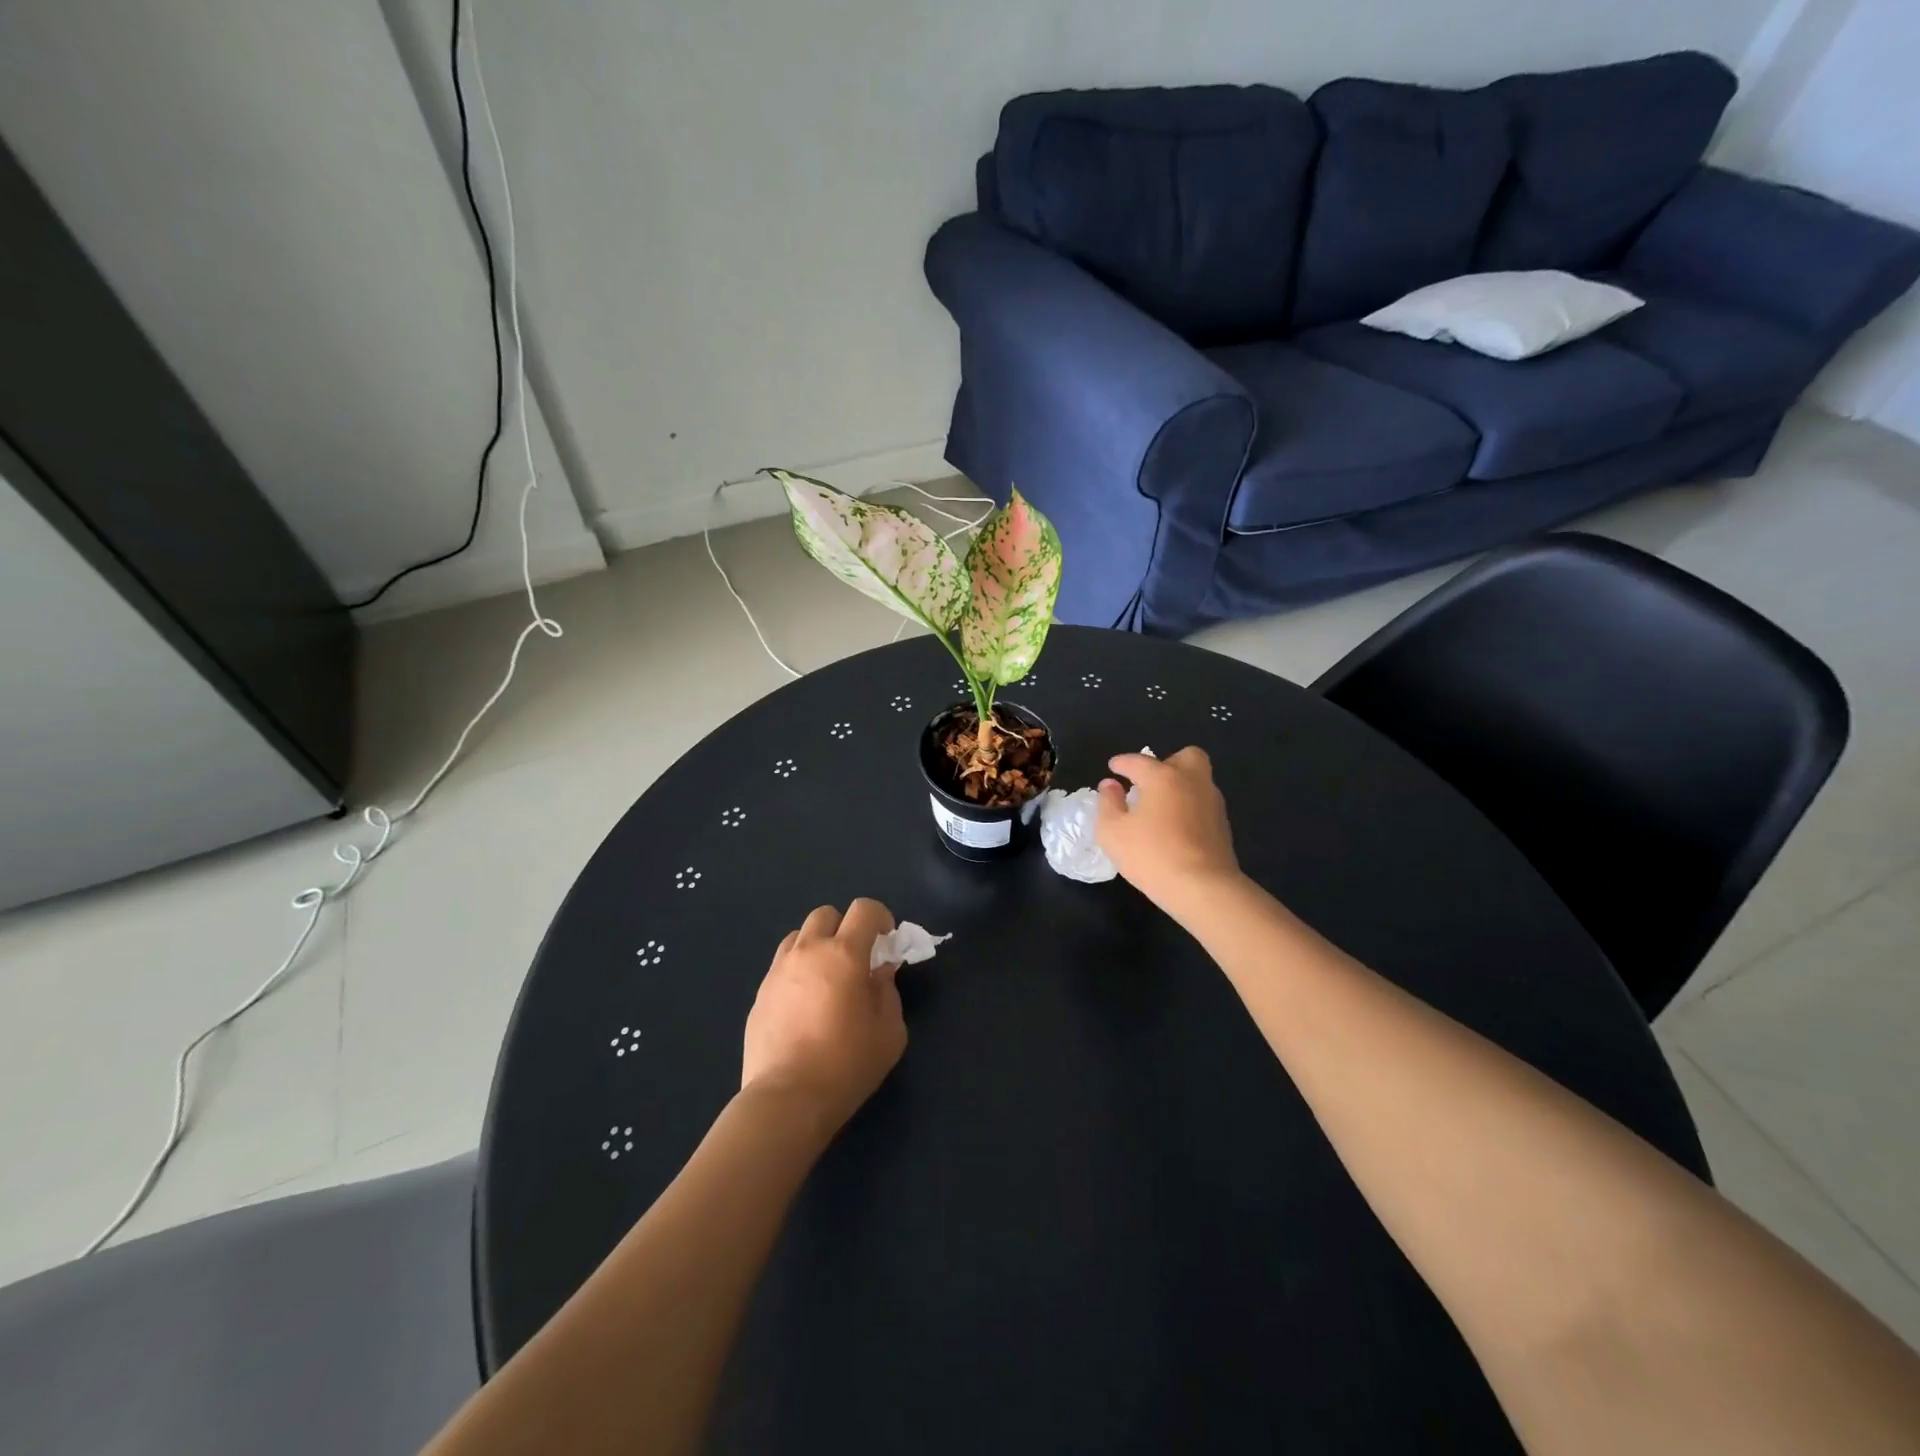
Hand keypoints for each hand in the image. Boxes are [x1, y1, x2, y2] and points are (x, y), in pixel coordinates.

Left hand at [741, 899, 907, 1134]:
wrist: (787, 1099)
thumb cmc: (846, 1065)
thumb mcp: (889, 1032)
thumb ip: (888, 992)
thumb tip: (879, 973)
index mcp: (844, 954)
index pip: (864, 909)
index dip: (880, 918)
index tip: (886, 943)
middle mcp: (809, 951)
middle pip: (826, 914)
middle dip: (845, 928)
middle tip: (855, 961)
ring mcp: (779, 970)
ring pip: (799, 936)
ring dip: (817, 946)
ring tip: (826, 980)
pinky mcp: (760, 993)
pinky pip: (782, 964)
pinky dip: (798, 970)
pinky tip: (804, 1005)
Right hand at [1096, 747, 1240, 908]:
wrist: (1203, 888)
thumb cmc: (1151, 855)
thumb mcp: (1112, 831)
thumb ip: (1107, 803)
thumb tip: (1110, 785)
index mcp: (1163, 777)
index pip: (1139, 761)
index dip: (1122, 763)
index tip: (1113, 767)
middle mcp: (1192, 782)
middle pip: (1186, 757)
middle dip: (1168, 763)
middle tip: (1150, 783)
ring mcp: (1212, 803)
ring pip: (1198, 781)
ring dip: (1180, 787)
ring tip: (1160, 808)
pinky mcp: (1223, 827)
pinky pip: (1203, 805)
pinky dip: (1189, 808)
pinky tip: (1175, 828)